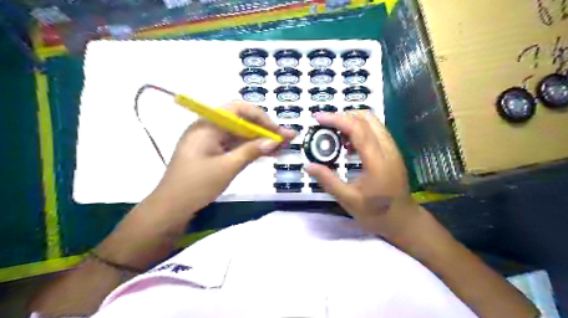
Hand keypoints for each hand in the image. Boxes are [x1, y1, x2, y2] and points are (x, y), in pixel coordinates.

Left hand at [153, 100, 294, 215]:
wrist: (172, 207)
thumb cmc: (197, 185)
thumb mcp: (228, 167)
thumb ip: (252, 151)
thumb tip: (275, 141)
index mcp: (208, 125)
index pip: (238, 109)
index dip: (261, 117)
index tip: (277, 131)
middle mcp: (209, 127)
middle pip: (242, 121)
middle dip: (265, 130)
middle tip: (287, 139)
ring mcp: (210, 140)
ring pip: (240, 134)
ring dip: (260, 140)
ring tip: (282, 147)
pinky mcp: (212, 151)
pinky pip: (234, 145)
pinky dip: (250, 148)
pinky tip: (267, 153)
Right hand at [306, 112, 419, 240]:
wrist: (403, 220)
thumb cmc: (376, 213)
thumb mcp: (348, 200)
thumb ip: (328, 181)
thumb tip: (308, 166)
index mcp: (377, 161)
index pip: (358, 129)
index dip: (336, 119)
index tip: (318, 118)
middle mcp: (388, 149)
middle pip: (367, 118)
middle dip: (344, 116)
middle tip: (325, 125)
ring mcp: (392, 148)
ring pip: (373, 121)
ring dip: (352, 121)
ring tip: (335, 134)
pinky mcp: (392, 151)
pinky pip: (375, 130)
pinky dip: (360, 129)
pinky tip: (348, 144)